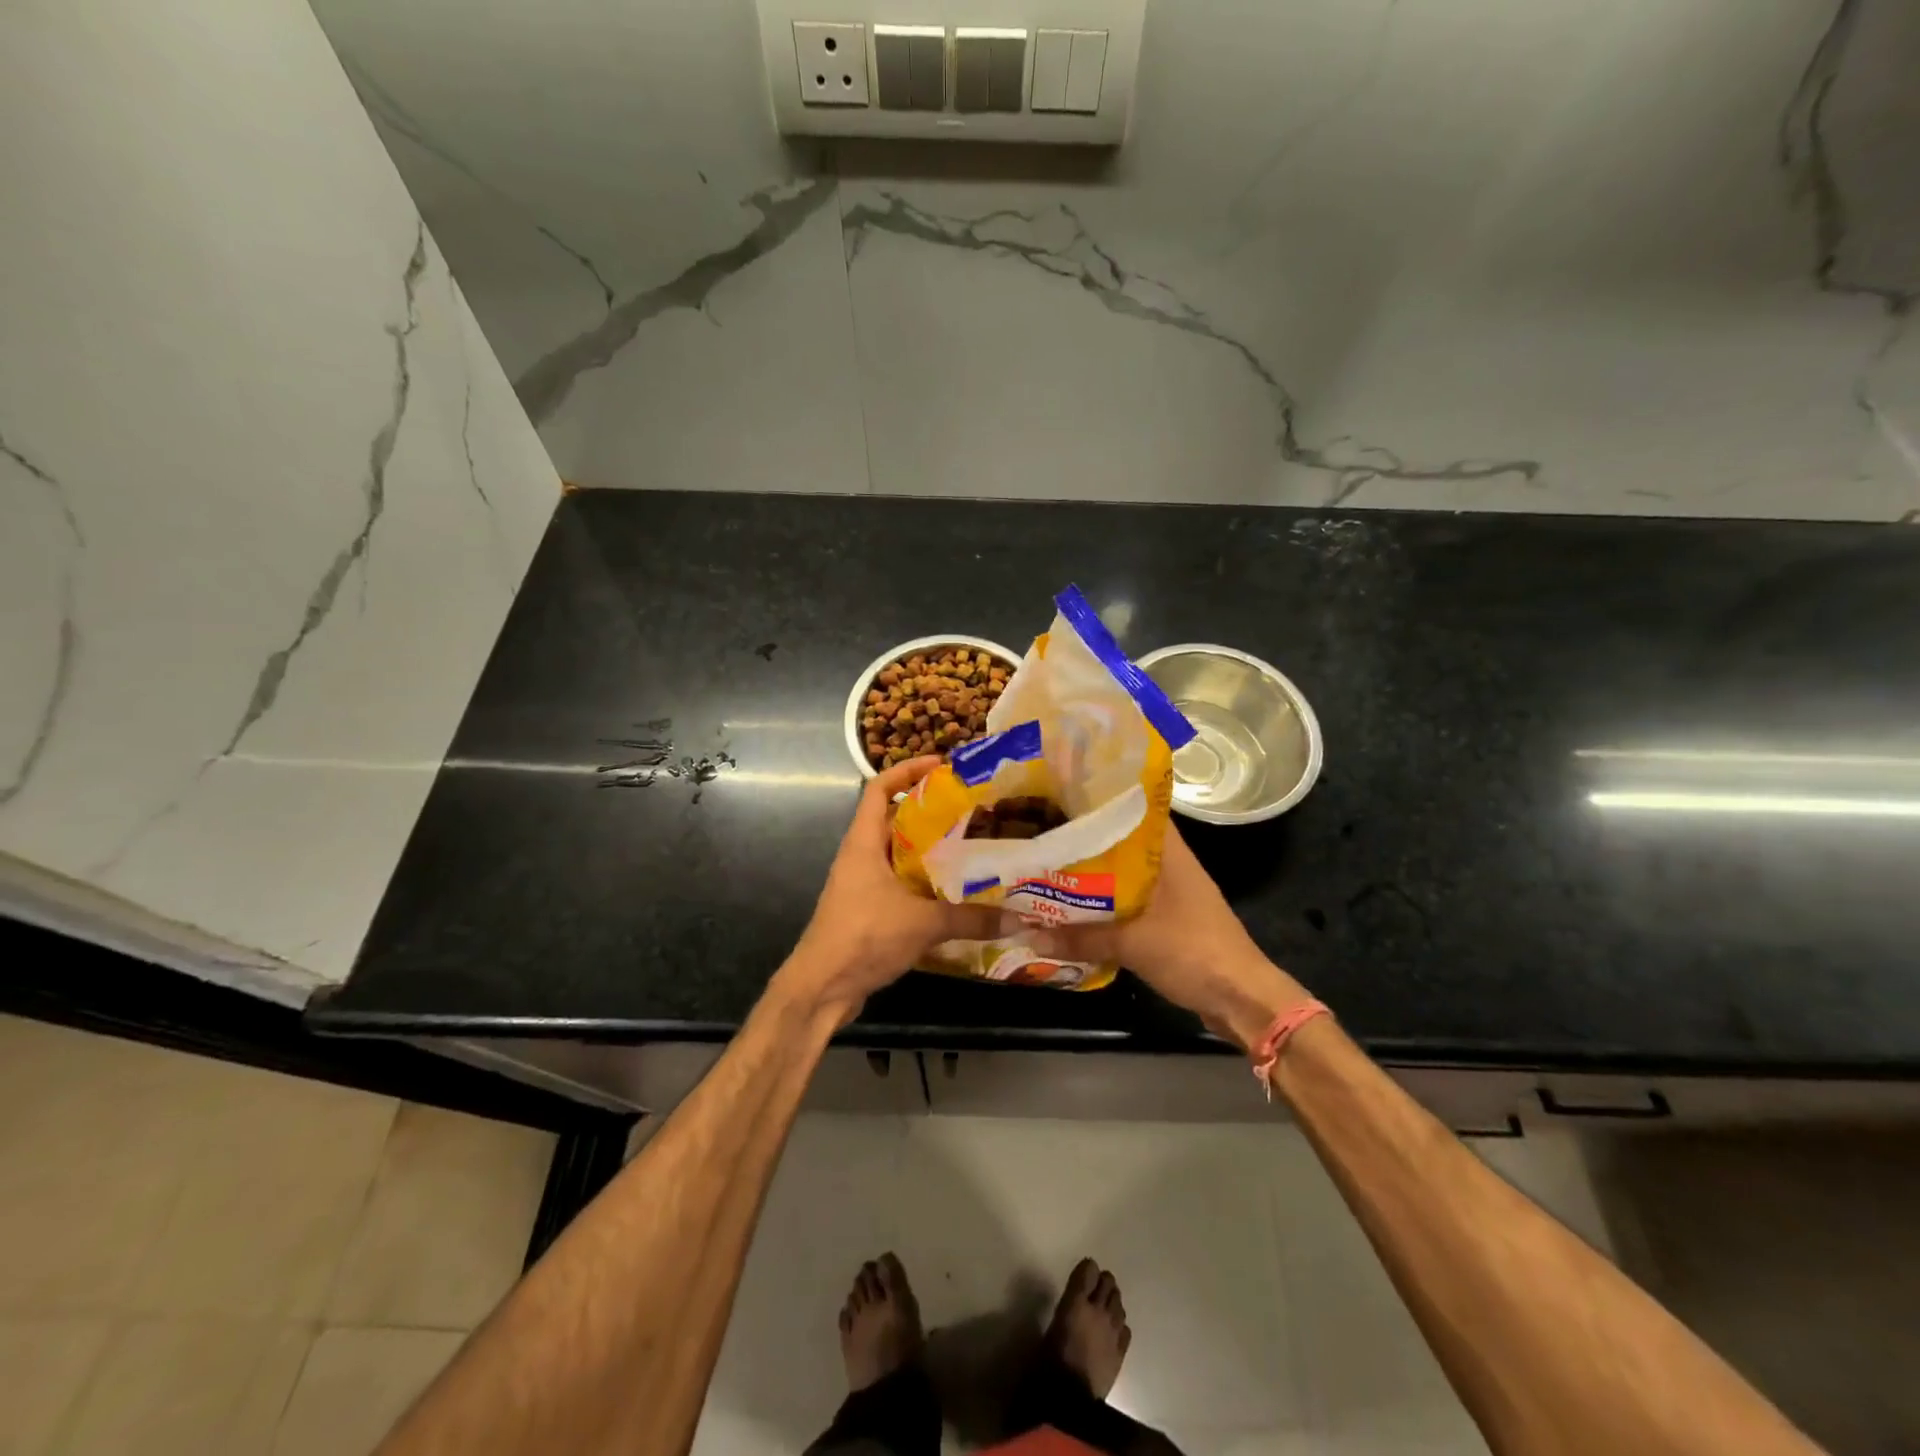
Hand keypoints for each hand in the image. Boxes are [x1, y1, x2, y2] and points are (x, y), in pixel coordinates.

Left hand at [777, 756, 1010, 1025]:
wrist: (821, 987)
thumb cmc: (864, 936)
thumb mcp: (923, 923)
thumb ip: (971, 918)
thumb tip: (1018, 917)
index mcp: (864, 843)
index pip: (879, 789)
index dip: (906, 770)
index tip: (941, 765)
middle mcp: (861, 856)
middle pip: (895, 820)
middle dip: (930, 812)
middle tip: (971, 809)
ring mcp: (862, 885)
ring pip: (900, 855)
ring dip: (930, 851)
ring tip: (972, 847)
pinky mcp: (869, 911)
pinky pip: (901, 884)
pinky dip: (925, 883)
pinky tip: (956, 893)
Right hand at [1033, 825, 1312, 1049]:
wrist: (1241, 998)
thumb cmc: (1193, 952)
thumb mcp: (1132, 944)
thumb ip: (1082, 938)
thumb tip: (1030, 934)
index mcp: (1170, 853)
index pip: (1135, 810)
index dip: (1101, 800)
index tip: (1064, 796)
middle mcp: (1171, 866)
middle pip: (1124, 843)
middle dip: (1087, 841)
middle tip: (1046, 835)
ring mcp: (1172, 894)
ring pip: (1124, 874)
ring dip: (1094, 876)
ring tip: (1051, 868)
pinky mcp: (1169, 921)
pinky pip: (1129, 903)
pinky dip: (1105, 904)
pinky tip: (1075, 908)